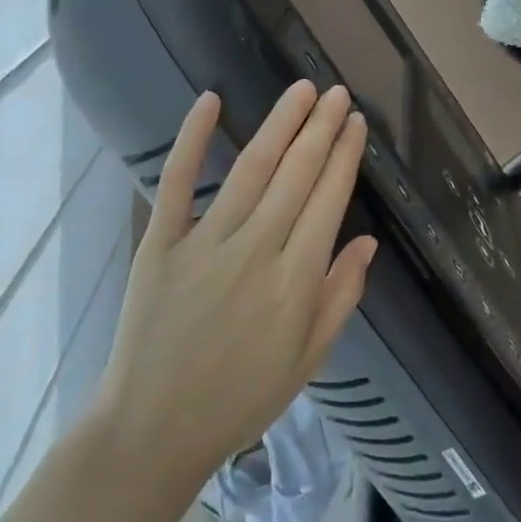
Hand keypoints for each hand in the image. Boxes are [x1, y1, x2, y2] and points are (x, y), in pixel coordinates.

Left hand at [95, 81, 376, 481]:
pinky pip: (178, 182)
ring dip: (280, 124)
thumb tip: (368, 242)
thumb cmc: (239, 399)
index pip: (328, 200)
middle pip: (297, 175)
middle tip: (337, 93)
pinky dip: (193, 138)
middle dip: (322, 128)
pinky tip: (211, 100)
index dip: (345, 157)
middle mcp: (256, 252)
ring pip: (251, 169)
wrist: (152, 430)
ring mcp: (205, 243)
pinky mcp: (160, 244)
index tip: (355, 123)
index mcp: (295, 282)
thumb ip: (340, 298)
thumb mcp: (308, 362)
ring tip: (302, 91)